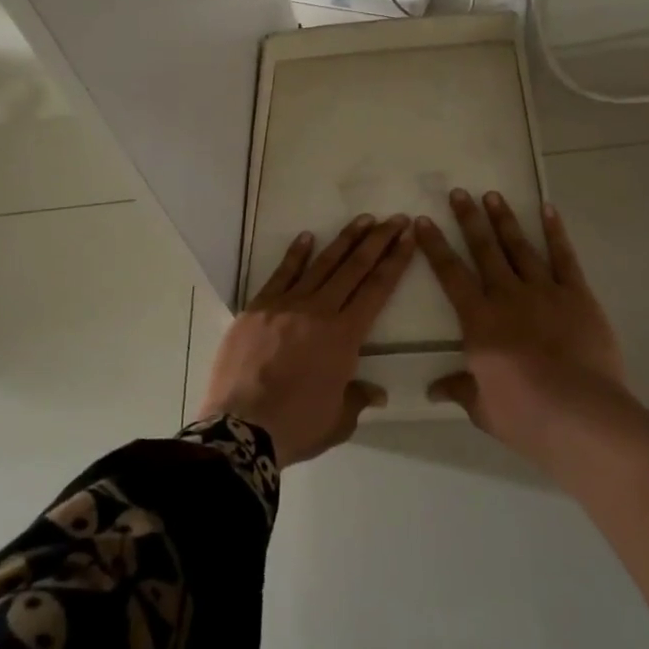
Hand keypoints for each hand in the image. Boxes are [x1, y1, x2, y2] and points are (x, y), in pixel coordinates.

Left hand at [200, 214, 412, 466]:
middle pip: (354, 268)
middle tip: (395, 219)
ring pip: (321, 264)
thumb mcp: (338, 420)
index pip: (377, 289)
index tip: (408, 237)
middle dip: (378, 241)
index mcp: (345, 336)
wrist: (240, 429)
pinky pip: (281, 274)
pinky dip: (295, 255)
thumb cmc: (296, 426)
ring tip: (363, 219)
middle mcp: (319, 311)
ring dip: (345, 240)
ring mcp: (286, 305)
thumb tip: (376, 392)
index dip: (395, 261)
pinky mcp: (257, 308)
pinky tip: (307, 237)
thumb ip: (358, 399)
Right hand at [415, 190, 635, 470]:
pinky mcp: (577, 296)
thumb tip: (432, 390)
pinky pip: (564, 258)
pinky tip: (547, 210)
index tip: (423, 221)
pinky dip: (555, 232)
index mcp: (479, 321)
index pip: (450, 275)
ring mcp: (544, 292)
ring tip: (493, 195)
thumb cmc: (525, 415)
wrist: (581, 414)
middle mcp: (507, 296)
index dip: (435, 246)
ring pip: (520, 247)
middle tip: (459, 193)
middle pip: (484, 250)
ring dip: (505, 220)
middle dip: (469, 220)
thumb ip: (460, 389)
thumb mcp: (483, 408)